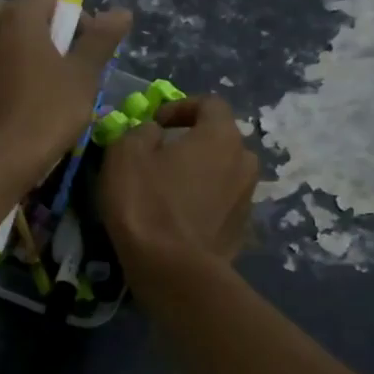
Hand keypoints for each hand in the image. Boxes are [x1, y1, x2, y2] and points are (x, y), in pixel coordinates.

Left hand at [0, 0, 131, 178]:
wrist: (2, 158)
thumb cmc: (48, 111)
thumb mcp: (84, 74)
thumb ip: (101, 39)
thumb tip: (121, 11)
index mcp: (18, 15)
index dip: (76, 18)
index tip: (88, 50)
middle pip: (21, 10)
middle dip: (45, 26)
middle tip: (65, 56)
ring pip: (4, 33)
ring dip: (27, 44)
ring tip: (50, 74)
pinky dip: (12, 62)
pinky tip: (31, 90)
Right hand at [100, 97, 258, 274]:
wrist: (172, 270)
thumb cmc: (146, 203)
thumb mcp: (126, 154)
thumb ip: (141, 132)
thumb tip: (154, 133)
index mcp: (221, 136)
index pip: (210, 103)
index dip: (180, 107)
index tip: (155, 124)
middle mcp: (244, 161)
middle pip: (221, 138)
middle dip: (192, 141)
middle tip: (162, 155)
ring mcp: (247, 197)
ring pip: (223, 172)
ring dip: (199, 172)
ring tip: (169, 188)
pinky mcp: (241, 229)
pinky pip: (221, 202)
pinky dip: (203, 201)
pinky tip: (178, 217)